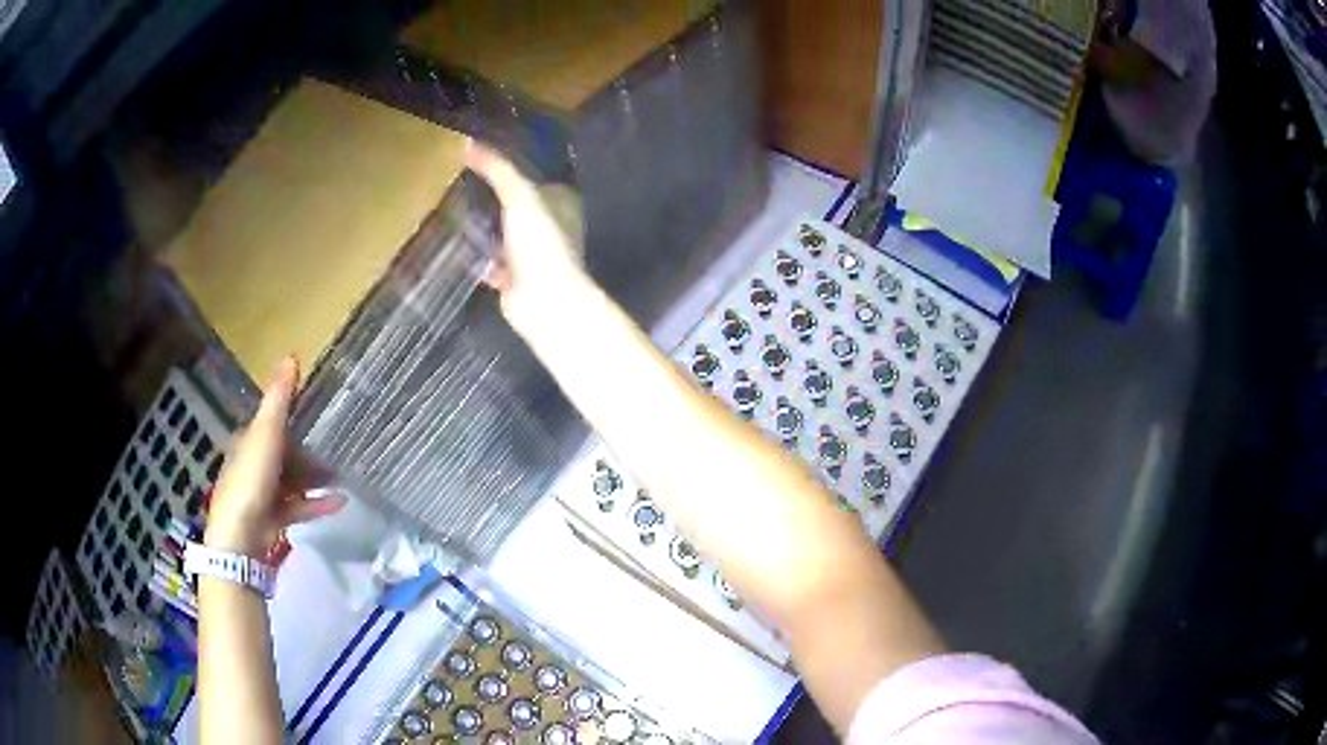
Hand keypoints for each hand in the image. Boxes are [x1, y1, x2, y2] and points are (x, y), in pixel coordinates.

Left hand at [205, 356, 345, 558]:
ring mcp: (261, 494)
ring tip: (341, 480)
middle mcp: (252, 465)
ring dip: (315, 480)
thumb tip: (292, 354)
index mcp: (248, 441)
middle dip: (308, 455)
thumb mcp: (266, 432)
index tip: (318, 420)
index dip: (293, 421)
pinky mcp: (272, 519)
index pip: (271, 425)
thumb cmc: (251, 478)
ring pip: (291, 481)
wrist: (240, 535)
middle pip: (283, 455)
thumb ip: (279, 398)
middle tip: (335, 456)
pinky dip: (316, 504)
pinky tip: (340, 503)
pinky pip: (297, 507)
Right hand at [462, 141, 586, 336]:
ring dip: (485, 222)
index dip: (516, 162)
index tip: (486, 152)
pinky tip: (456, 241)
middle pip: (520, 202)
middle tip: (463, 176)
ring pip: (505, 231)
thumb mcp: (520, 195)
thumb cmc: (540, 242)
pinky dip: (477, 253)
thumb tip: (469, 144)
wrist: (544, 301)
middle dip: (496, 193)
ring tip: (454, 203)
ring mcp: (533, 252)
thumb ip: (497, 169)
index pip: (538, 173)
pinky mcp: (514, 277)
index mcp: (561, 201)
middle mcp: (551, 225)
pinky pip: (492, 259)